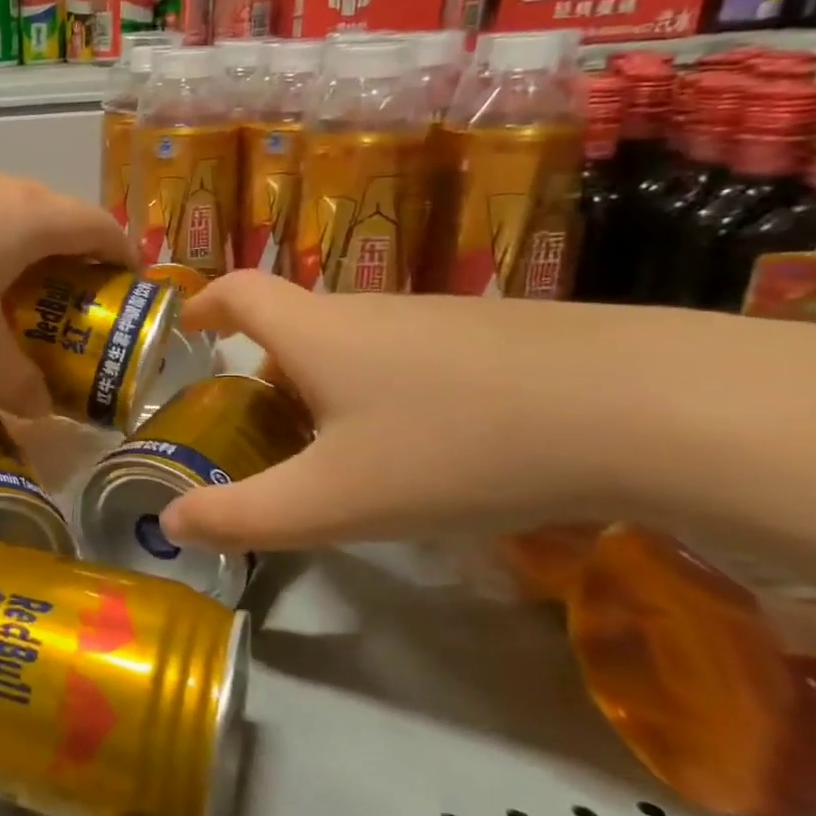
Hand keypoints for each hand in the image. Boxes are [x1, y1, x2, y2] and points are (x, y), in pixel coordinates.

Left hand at [0, 169, 134, 416]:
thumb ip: (17, 382)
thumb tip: (44, 408)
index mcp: (31, 218)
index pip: (103, 227)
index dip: (126, 261)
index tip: (129, 298)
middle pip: (56, 222)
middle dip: (71, 270)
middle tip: (66, 321)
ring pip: (5, 222)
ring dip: (18, 263)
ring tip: (5, 312)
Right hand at [156, 272, 656, 551]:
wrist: (646, 408)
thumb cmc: (453, 447)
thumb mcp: (332, 500)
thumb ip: (242, 516)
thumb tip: (169, 524)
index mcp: (315, 332)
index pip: (239, 291)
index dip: (202, 302)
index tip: (184, 327)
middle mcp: (367, 311)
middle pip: (294, 326)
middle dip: (263, 370)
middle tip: (260, 429)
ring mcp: (436, 319)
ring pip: (353, 344)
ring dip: (325, 384)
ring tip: (340, 452)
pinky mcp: (495, 336)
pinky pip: (408, 356)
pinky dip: (384, 391)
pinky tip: (427, 447)